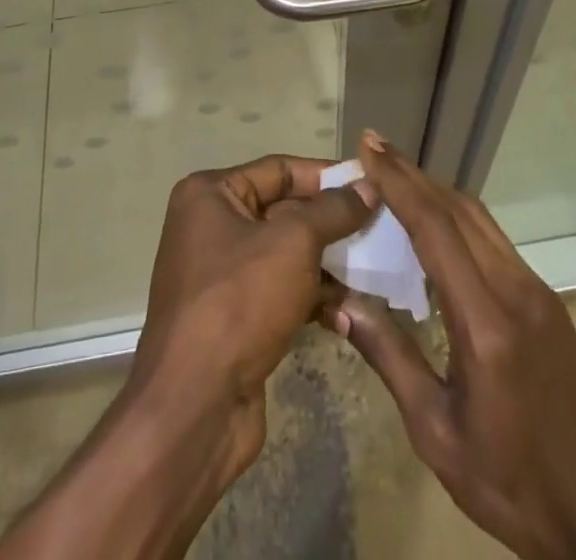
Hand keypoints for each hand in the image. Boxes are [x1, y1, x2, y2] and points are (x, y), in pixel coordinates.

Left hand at [132, 154, 375, 473]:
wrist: (195, 406)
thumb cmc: (239, 301)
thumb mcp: (293, 243)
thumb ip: (334, 210)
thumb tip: (368, 185)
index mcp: (210, 194)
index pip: (279, 170)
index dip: (327, 175)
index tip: (372, 183)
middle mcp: (211, 225)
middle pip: (284, 211)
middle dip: (332, 223)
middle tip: (381, 230)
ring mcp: (221, 274)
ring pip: (287, 255)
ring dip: (329, 265)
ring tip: (375, 273)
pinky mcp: (235, 317)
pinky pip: (282, 292)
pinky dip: (313, 298)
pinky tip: (348, 314)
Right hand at [328, 133, 575, 559]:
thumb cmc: (512, 485)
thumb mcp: (437, 433)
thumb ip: (389, 358)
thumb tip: (340, 303)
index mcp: (486, 323)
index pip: (435, 228)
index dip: (398, 182)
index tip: (368, 148)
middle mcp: (515, 290)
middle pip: (457, 209)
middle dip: (412, 174)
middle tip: (372, 149)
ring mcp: (537, 291)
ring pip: (478, 218)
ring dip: (435, 190)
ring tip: (395, 176)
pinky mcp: (547, 300)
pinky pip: (493, 239)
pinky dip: (457, 216)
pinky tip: (434, 225)